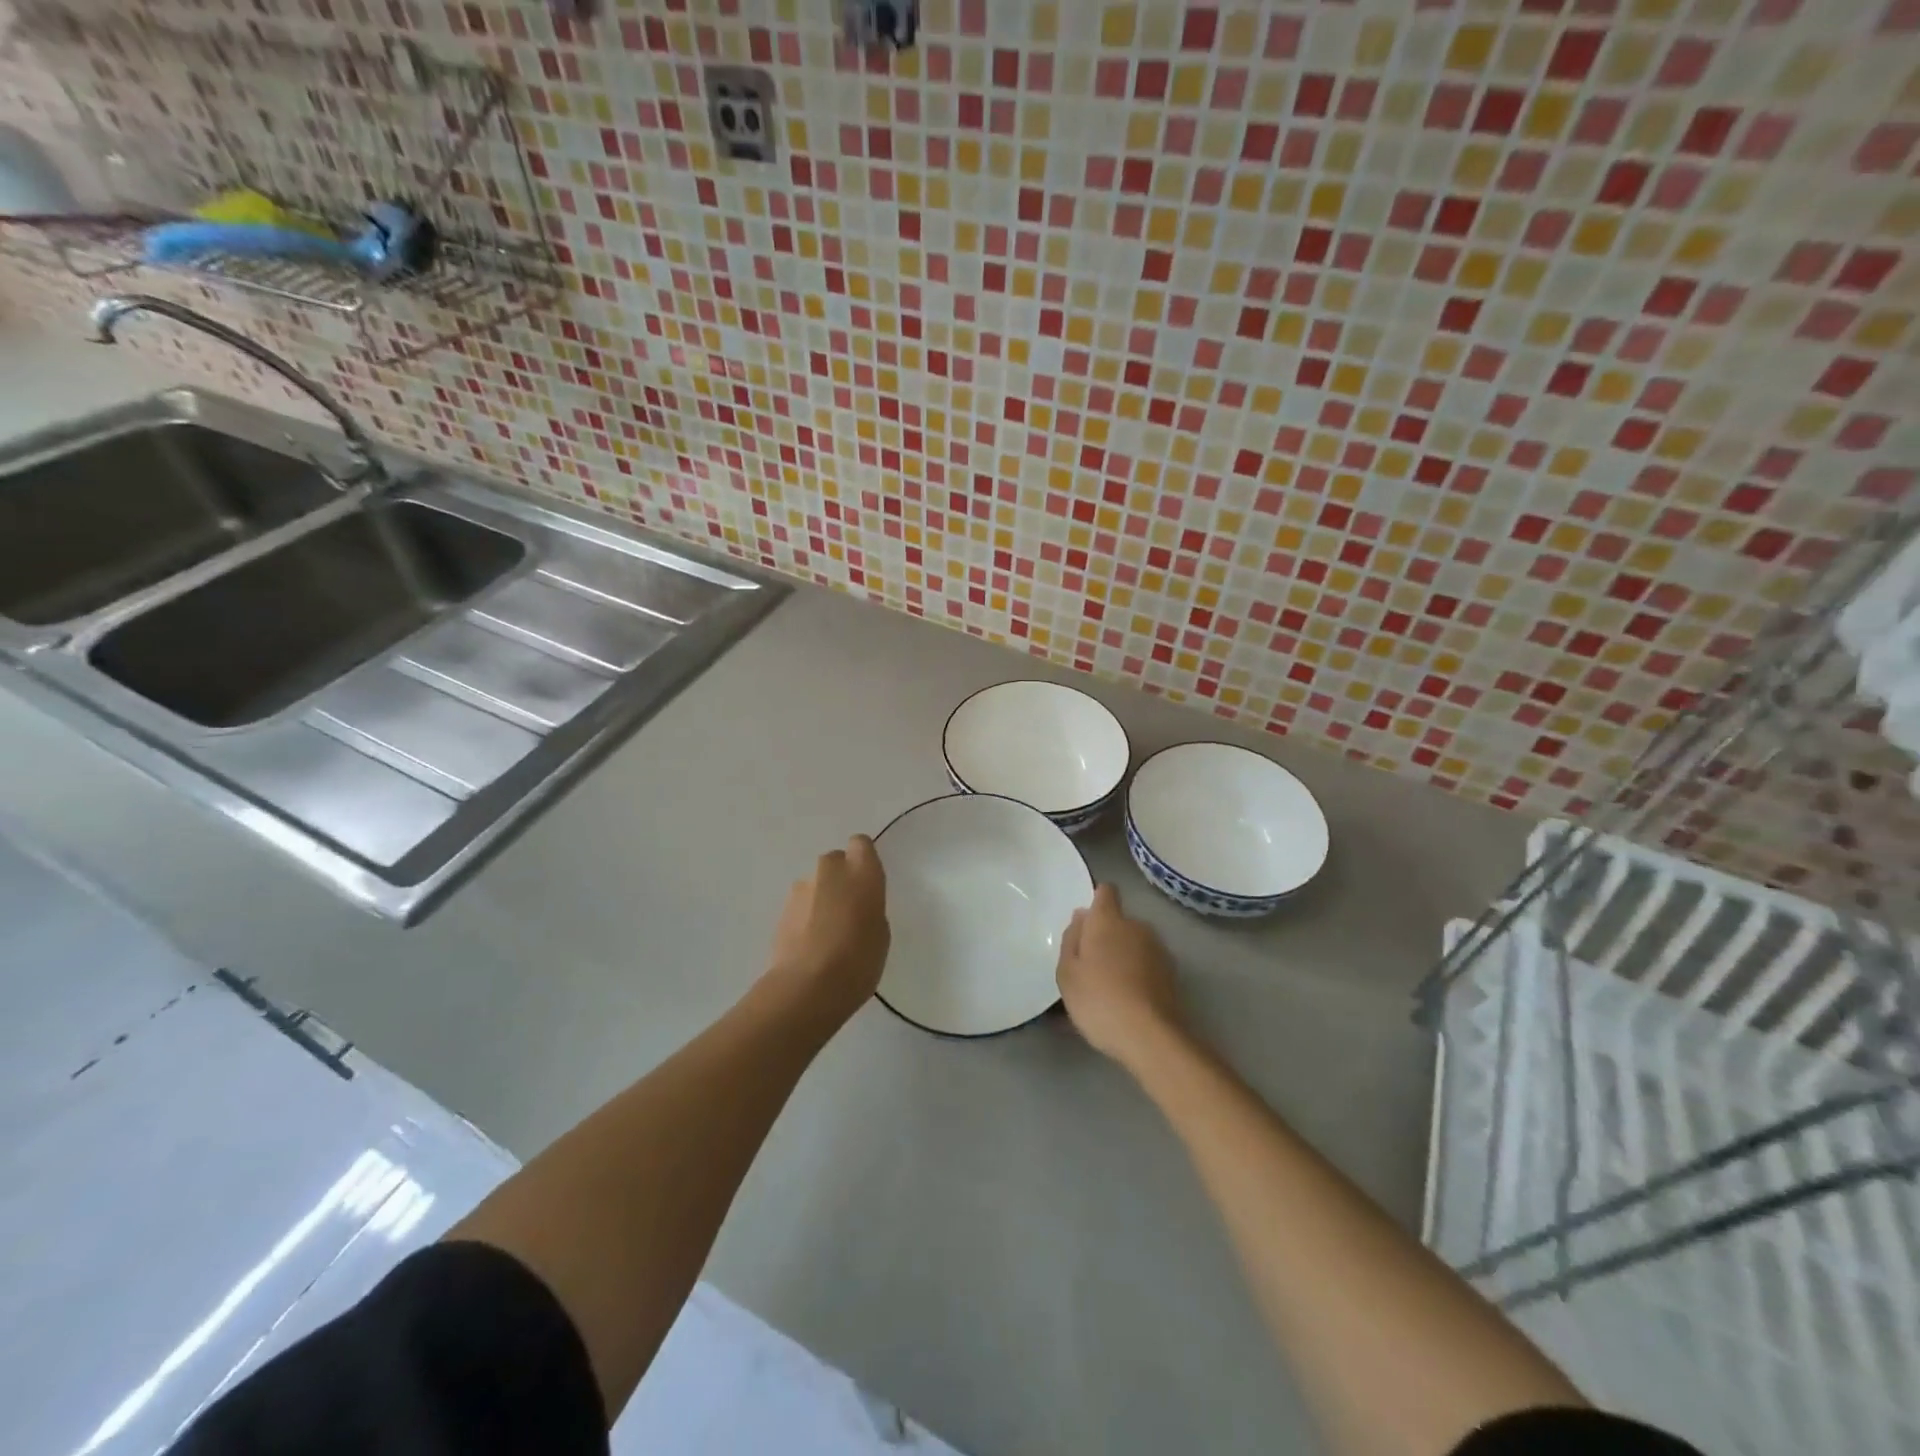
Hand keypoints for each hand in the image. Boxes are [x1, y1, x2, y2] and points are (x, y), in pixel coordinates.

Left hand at [764, 835, 890, 1026]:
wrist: (808, 986)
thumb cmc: (859, 959)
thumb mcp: (880, 932)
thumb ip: (869, 907)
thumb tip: (854, 906)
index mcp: (861, 870)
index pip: (860, 843)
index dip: (863, 860)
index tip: (866, 882)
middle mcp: (830, 870)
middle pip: (835, 862)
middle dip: (839, 880)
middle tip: (847, 911)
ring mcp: (801, 888)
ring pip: (815, 884)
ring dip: (820, 900)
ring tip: (826, 935)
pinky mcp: (780, 910)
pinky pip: (800, 906)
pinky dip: (805, 918)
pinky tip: (810, 946)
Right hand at [1056, 882, 1183, 1068]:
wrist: (1150, 1037)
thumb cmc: (1098, 999)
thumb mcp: (1067, 973)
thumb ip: (1071, 939)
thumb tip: (1082, 917)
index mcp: (1108, 920)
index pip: (1105, 892)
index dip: (1096, 901)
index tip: (1085, 924)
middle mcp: (1137, 926)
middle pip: (1119, 921)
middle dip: (1106, 936)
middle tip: (1089, 965)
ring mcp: (1158, 949)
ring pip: (1134, 944)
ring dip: (1122, 956)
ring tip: (1108, 988)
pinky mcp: (1172, 974)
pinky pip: (1146, 965)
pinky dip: (1136, 975)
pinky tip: (1126, 1001)